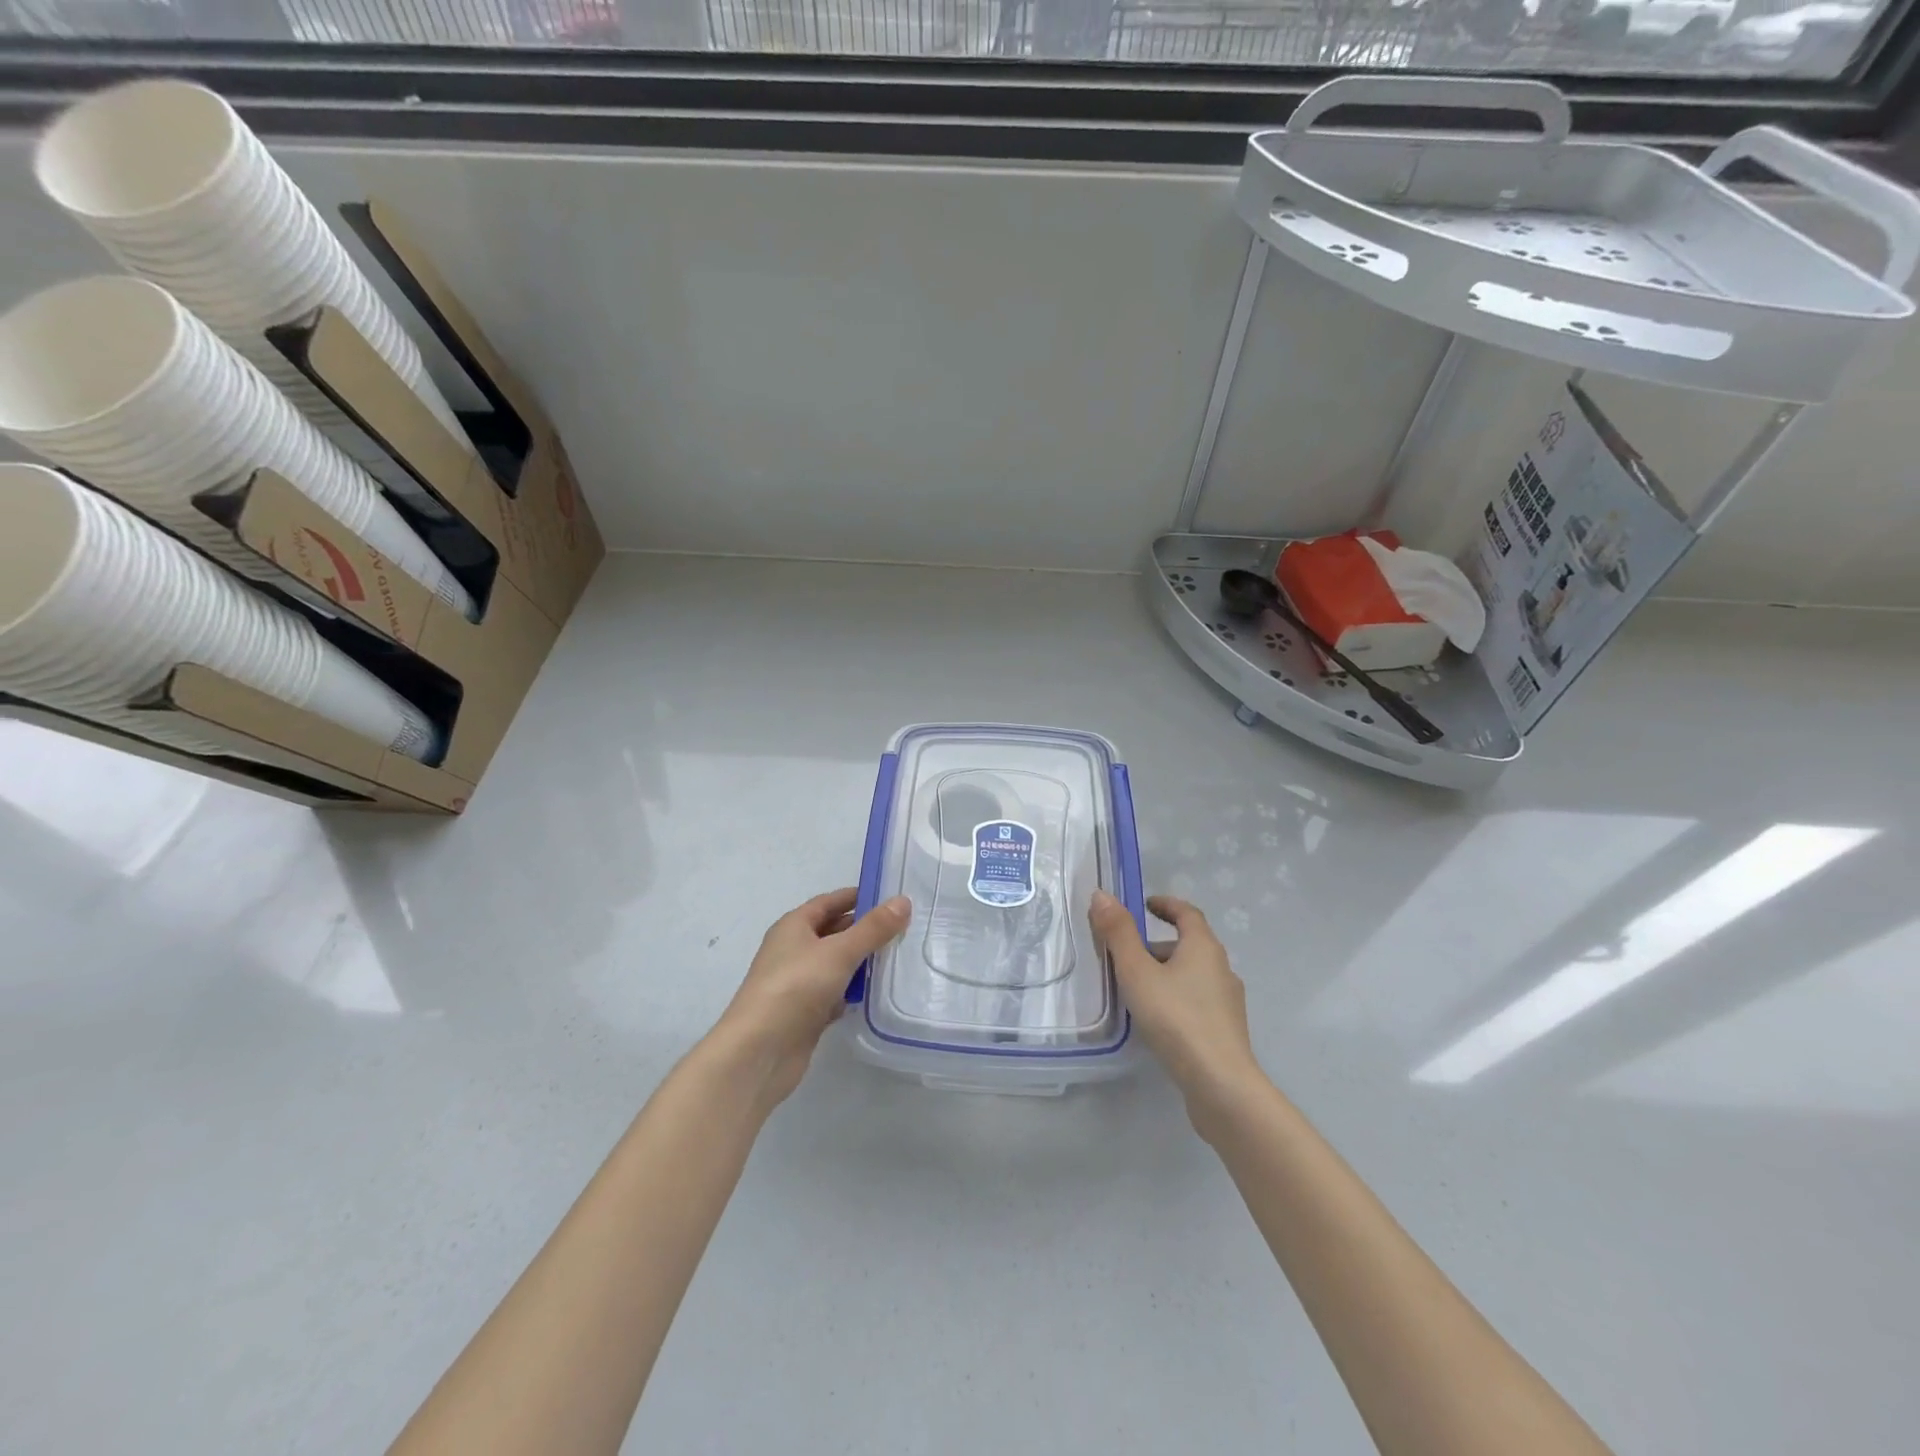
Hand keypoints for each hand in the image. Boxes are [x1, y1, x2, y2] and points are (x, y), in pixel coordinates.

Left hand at [709, 888, 909, 1108]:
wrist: (759, 1052)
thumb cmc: (796, 987)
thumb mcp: (839, 951)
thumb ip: (873, 928)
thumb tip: (903, 901)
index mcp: (794, 926)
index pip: (829, 902)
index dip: (857, 897)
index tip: (891, 897)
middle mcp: (793, 950)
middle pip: (833, 932)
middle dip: (864, 930)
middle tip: (904, 928)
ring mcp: (798, 983)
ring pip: (836, 964)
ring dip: (861, 962)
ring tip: (899, 958)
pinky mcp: (805, 1014)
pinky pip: (835, 994)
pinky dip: (853, 992)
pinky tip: (877, 994)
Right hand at [1089, 891, 1266, 1134]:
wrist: (1220, 1084)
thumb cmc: (1176, 1018)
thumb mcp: (1137, 972)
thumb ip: (1118, 933)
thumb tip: (1101, 894)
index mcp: (1204, 947)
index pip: (1187, 912)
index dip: (1166, 904)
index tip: (1144, 905)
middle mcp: (1222, 968)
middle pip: (1189, 944)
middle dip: (1157, 944)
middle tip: (1126, 954)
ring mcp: (1228, 1001)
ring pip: (1193, 975)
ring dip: (1166, 973)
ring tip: (1135, 989)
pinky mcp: (1226, 1030)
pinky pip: (1197, 1000)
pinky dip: (1176, 997)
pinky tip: (1157, 1019)